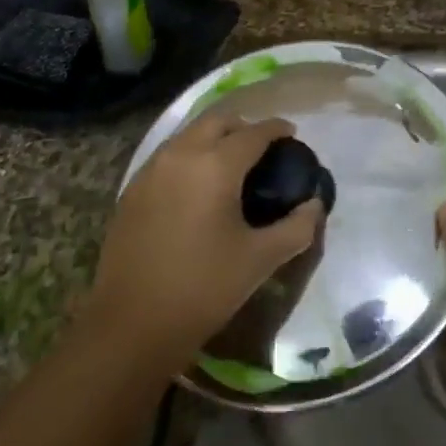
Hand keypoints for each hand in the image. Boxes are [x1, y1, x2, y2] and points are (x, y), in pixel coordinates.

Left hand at [90, 114, 323, 370]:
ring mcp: (150, 171)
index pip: (253, 132)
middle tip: (262, 148)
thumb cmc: (203, 289)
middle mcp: (180, 155)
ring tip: (231, 164)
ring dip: (212, 138)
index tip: (292, 133)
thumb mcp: (260, 259)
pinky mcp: (131, 190)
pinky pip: (167, 157)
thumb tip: (314, 205)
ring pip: (187, 135)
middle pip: (216, 121)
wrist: (132, 324)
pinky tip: (197, 187)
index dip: (276, 129)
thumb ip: (296, 228)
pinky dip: (189, 157)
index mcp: (215, 166)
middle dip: (242, 126)